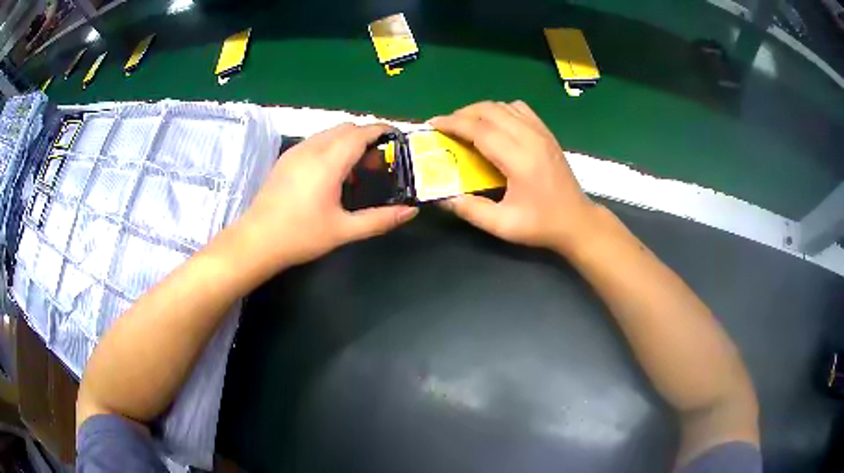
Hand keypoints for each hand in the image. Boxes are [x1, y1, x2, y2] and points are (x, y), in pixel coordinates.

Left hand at [234, 123, 417, 273]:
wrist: (256, 241)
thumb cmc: (300, 236)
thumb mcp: (343, 230)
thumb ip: (380, 219)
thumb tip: (410, 212)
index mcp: (328, 162)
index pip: (360, 133)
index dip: (380, 131)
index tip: (396, 138)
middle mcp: (311, 148)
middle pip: (345, 128)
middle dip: (365, 138)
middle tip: (376, 164)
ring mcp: (295, 152)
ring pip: (328, 133)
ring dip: (346, 142)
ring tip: (354, 171)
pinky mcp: (285, 159)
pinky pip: (314, 142)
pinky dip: (330, 147)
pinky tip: (330, 175)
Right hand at [430, 101, 598, 252]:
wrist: (577, 221)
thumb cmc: (541, 225)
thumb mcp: (503, 226)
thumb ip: (470, 210)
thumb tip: (442, 196)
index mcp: (520, 160)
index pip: (481, 129)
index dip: (453, 123)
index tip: (433, 124)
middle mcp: (531, 139)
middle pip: (490, 110)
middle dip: (462, 113)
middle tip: (446, 126)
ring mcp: (542, 132)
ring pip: (505, 106)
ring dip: (481, 110)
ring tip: (466, 124)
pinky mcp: (547, 133)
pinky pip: (520, 109)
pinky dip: (501, 110)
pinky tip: (494, 124)